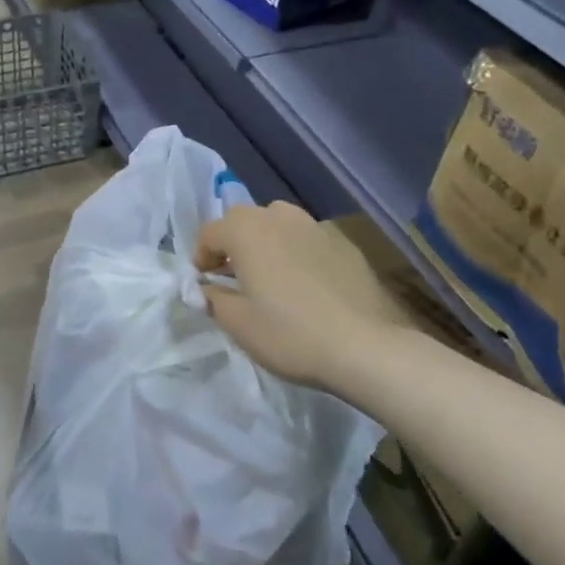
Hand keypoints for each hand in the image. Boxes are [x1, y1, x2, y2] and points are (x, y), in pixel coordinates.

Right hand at [194, 203, 407, 395]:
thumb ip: (214, 299)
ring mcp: (315, 226)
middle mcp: (279, 217)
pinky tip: (305, 283)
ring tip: (270, 274)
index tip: (205, 281)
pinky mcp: (344, 242)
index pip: (210, 231)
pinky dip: (296, 251)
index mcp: (247, 231)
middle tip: (233, 275)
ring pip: (278, 222)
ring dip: (265, 241)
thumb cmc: (289, 334)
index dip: (201, 256)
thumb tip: (208, 288)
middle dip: (232, 243)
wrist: (363, 346)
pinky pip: (307, 238)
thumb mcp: (238, 324)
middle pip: (244, 219)